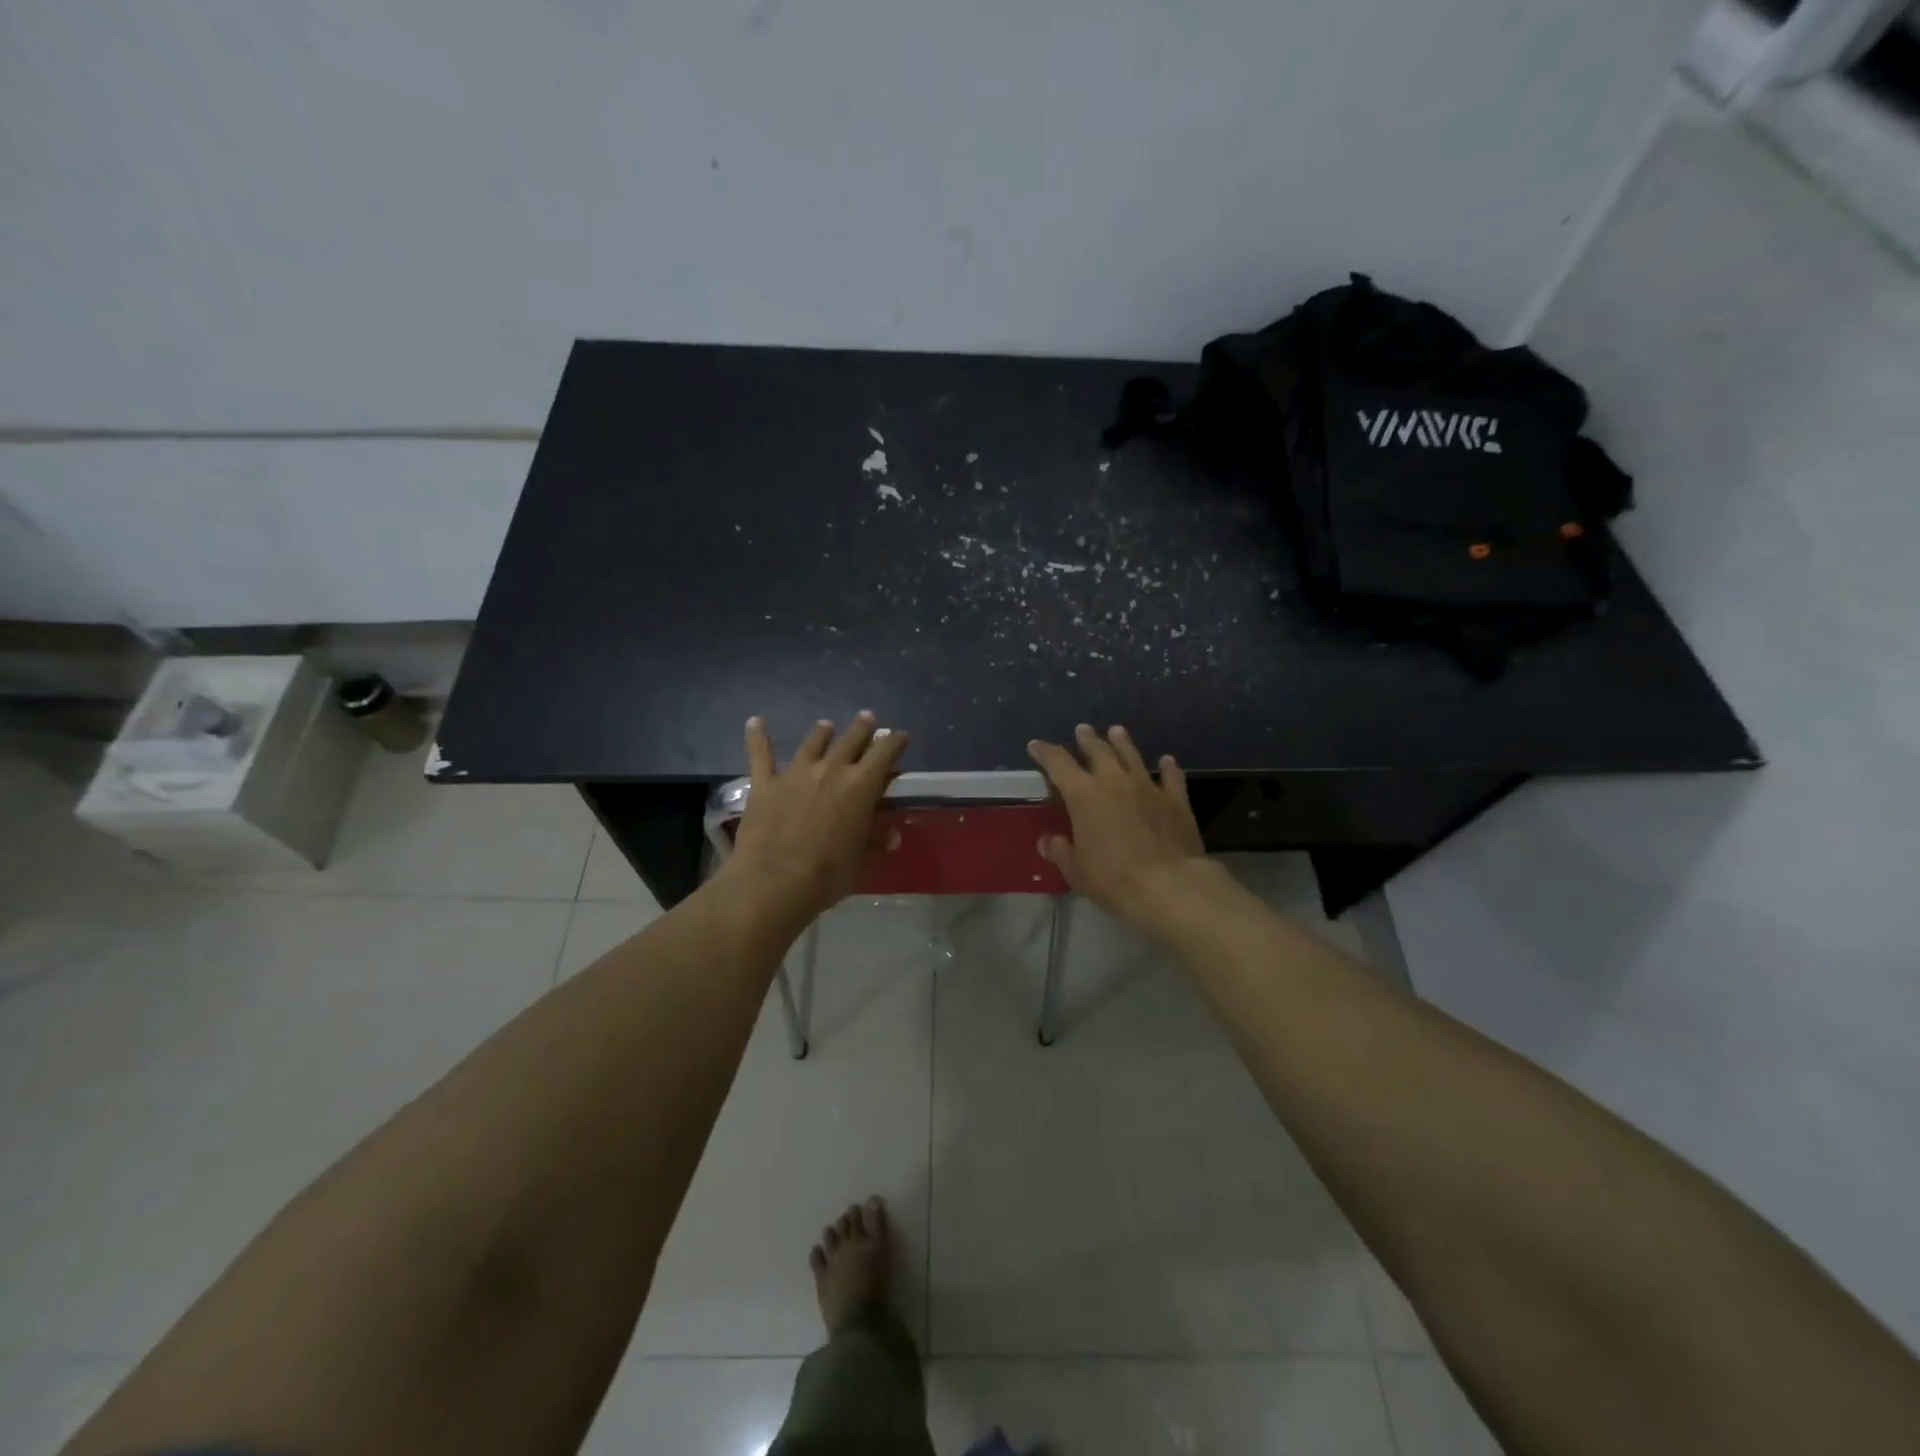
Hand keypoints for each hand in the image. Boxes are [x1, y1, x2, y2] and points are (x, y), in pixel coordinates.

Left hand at [722, 712, 910, 917]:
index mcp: (861, 786)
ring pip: (813, 742)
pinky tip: (755, 722)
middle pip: (851, 740)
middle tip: (868, 718)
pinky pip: (761, 754)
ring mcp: (796, 773)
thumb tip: (891, 835)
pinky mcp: (766, 783)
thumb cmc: (828, 875)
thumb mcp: (862, 861)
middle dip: (862, 728)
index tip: (900, 737)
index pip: (884, 753)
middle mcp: (832, 770)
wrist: (775, 881)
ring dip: (823, 732)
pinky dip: (758, 736)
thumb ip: (875, 843)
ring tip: (827, 725)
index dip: (894, 741)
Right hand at [1027, 724, 1211, 925]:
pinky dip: (1168, 767)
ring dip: (1123, 742)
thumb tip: (1047, 841)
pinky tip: (1167, 760)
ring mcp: (1148, 787)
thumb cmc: (1114, 878)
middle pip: (1099, 751)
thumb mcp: (1077, 871)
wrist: (1169, 885)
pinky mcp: (1176, 800)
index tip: (1036, 745)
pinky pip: (1171, 777)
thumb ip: (1061, 852)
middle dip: (1087, 739)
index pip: (1058, 764)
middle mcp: (1115, 782)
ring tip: (1116, 731)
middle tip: (1082, 729)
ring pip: (1132, 756)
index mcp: (1084, 795)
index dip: (1045, 752)